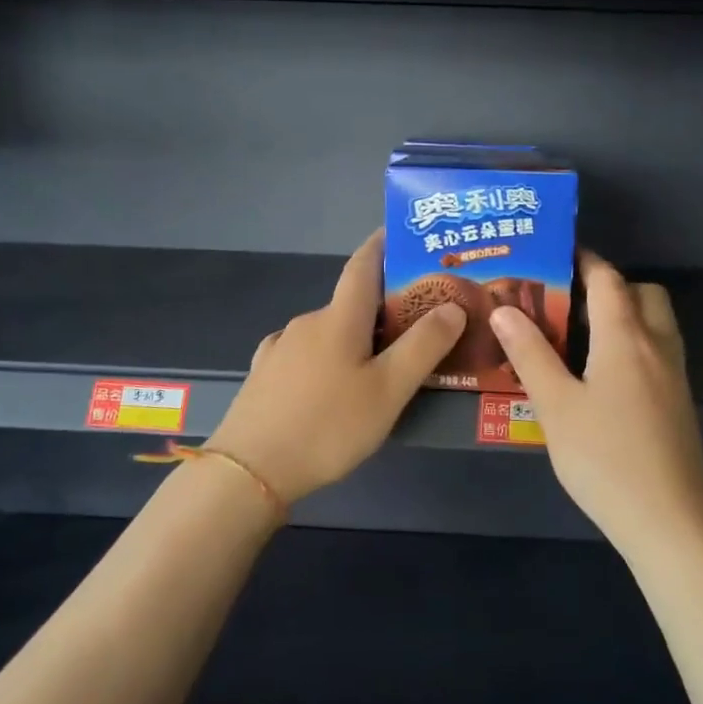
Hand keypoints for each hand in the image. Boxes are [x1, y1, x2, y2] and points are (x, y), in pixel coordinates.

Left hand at [206, 230, 464, 504]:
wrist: (250, 471)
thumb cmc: (328, 425)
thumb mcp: (389, 390)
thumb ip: (424, 346)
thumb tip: (452, 305)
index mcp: (339, 318)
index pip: (363, 264)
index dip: (383, 244)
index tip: (402, 232)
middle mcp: (307, 322)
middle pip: (351, 303)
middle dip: (383, 306)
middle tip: (417, 325)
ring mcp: (280, 348)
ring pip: (329, 332)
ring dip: (356, 337)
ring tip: (381, 365)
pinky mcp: (265, 374)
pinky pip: (307, 355)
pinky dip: (329, 358)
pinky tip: (335, 387)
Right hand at [490, 253, 702, 553]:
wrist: (669, 519)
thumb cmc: (605, 458)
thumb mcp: (555, 406)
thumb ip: (530, 354)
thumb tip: (504, 309)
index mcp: (625, 337)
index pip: (607, 279)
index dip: (582, 260)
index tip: (552, 254)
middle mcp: (657, 345)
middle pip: (641, 293)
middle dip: (607, 286)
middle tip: (565, 302)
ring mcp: (673, 374)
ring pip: (654, 322)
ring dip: (623, 314)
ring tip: (577, 336)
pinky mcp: (677, 401)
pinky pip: (656, 351)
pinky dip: (631, 343)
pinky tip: (599, 375)